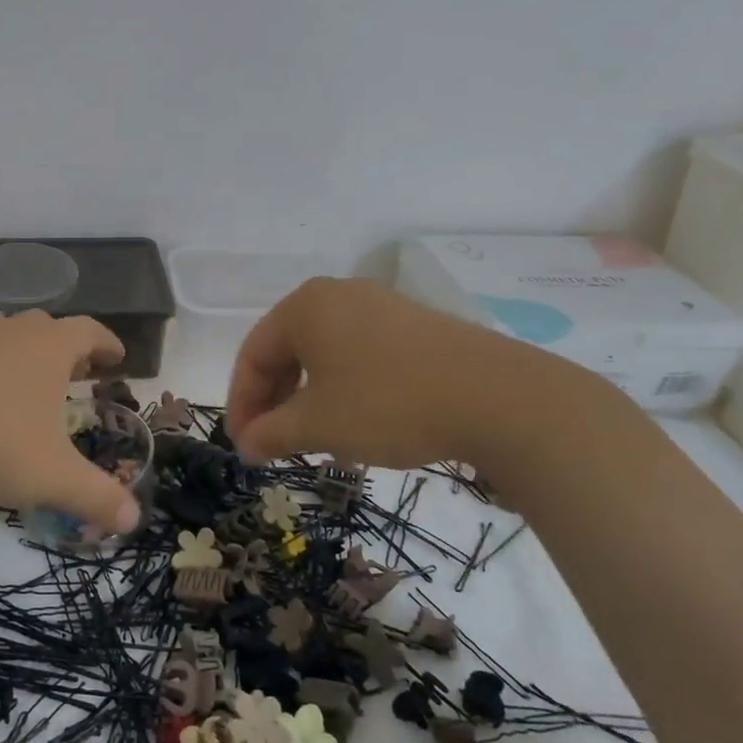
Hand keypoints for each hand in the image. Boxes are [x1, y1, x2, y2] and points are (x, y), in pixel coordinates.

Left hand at [0, 311, 140, 532]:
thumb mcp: (53, 476)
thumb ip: (96, 497)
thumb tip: (132, 521)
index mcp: (48, 348)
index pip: (88, 331)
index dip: (106, 342)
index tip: (116, 357)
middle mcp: (9, 334)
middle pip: (45, 328)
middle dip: (64, 348)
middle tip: (73, 373)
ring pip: (2, 334)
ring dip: (19, 352)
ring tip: (23, 381)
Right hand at [225, 277, 577, 474]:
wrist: (500, 398)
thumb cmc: (389, 403)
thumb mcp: (318, 425)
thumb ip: (270, 433)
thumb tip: (245, 446)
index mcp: (304, 306)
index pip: (254, 355)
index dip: (242, 404)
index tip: (244, 447)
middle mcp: (337, 295)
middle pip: (287, 352)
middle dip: (276, 403)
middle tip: (273, 445)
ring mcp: (380, 306)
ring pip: (324, 357)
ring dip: (310, 401)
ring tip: (316, 443)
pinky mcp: (415, 326)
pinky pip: (360, 357)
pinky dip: (345, 392)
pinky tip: (359, 427)